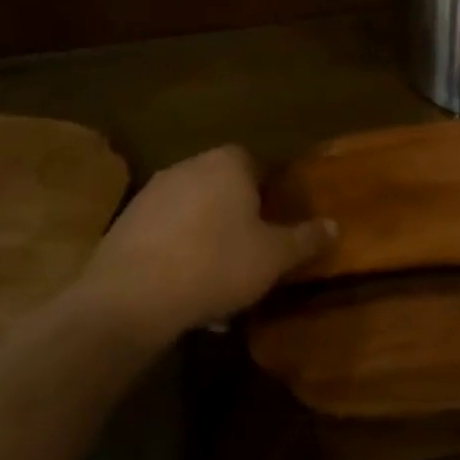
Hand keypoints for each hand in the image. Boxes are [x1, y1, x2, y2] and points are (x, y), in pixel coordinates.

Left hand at [71, 146, 332, 338]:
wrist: (131, 297)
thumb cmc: (216, 264)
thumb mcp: (274, 256)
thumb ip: (305, 239)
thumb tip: (335, 226)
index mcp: (228, 163)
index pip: (255, 163)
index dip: (267, 193)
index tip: (273, 223)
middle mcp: (188, 166)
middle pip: (221, 185)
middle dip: (235, 215)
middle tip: (248, 251)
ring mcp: (151, 193)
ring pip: (191, 211)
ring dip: (204, 235)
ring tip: (216, 279)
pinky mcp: (124, 223)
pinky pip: (163, 232)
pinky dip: (176, 252)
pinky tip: (182, 288)